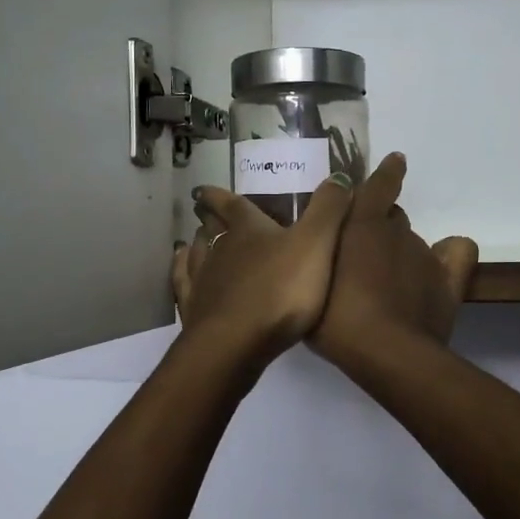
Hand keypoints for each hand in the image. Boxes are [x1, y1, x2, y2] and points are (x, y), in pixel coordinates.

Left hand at [172, 174, 355, 369]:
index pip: (232, 205)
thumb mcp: (316, 244)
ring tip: (195, 239)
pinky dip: (181, 273)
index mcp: (248, 230)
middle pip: (211, 229)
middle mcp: (219, 249)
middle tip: (204, 212)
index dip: (219, 195)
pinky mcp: (195, 312)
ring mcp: (203, 281)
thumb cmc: (280, 290)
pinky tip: (181, 270)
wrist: (237, 342)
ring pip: (196, 255)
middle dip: (210, 218)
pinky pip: (184, 285)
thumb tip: (338, 176)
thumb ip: (328, 210)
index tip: (204, 189)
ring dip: (196, 244)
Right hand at [309, 152, 478, 370]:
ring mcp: (425, 255)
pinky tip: (439, 265)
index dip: (386, 174)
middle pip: (391, 218)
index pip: (378, 186)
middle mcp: (398, 231)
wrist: (387, 352)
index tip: (395, 162)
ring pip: (414, 240)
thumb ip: (316, 262)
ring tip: (387, 279)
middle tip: (361, 257)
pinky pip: (457, 252)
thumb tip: (319, 252)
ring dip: (401, 251)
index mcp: (362, 225)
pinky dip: (449, 254)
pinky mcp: (449, 281)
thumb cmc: (337, 320)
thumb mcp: (311, 288)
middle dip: (378, 230)